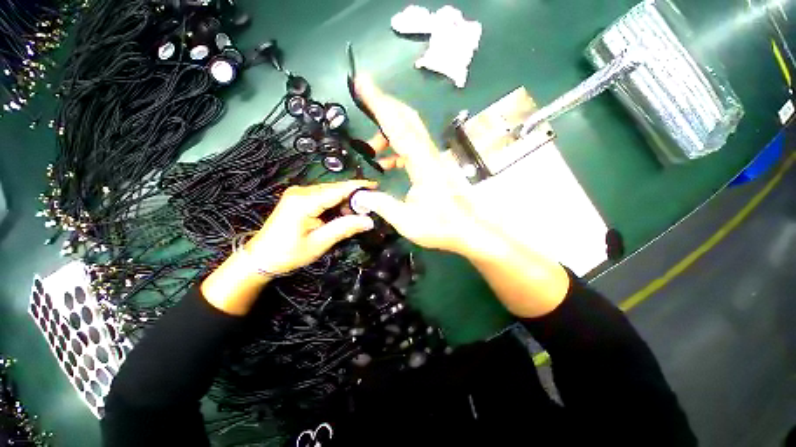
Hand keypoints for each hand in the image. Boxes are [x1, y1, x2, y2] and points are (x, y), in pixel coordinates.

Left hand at [201, 180, 374, 315]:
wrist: (260, 258)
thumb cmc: (288, 253)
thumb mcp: (319, 243)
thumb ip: (344, 228)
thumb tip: (369, 221)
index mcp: (304, 201)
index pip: (337, 190)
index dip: (358, 187)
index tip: (376, 186)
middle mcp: (301, 192)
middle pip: (335, 189)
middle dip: (353, 197)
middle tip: (370, 208)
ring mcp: (299, 194)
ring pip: (330, 193)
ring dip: (345, 202)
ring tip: (357, 215)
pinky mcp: (299, 199)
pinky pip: (323, 197)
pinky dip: (336, 205)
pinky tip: (342, 214)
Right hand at [353, 76, 484, 257]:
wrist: (466, 231)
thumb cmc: (440, 227)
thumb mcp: (406, 221)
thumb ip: (381, 205)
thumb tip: (359, 194)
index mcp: (422, 164)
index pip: (398, 126)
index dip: (379, 103)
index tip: (362, 82)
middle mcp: (428, 155)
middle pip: (407, 118)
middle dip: (384, 105)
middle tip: (362, 99)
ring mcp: (432, 159)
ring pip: (409, 132)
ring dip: (388, 132)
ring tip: (369, 148)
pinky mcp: (432, 166)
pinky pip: (411, 148)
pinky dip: (396, 149)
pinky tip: (385, 163)